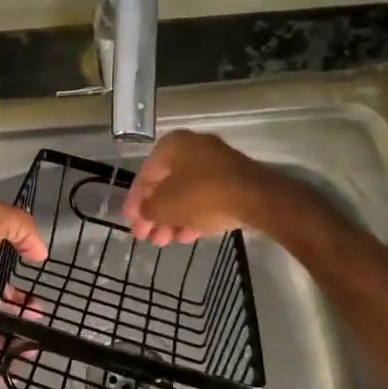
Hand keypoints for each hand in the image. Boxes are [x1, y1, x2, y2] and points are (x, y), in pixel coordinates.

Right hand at [122, 130, 264, 245]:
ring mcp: (216, 164)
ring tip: (166, 242)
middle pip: (166, 186)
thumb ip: (146, 209)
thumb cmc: (200, 195)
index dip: (134, 203)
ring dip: (173, 219)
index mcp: (171, 145)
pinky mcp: (234, 181)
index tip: (131, 225)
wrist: (256, 198)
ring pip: (186, 194)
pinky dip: (194, 215)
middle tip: (148, 238)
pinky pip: (206, 198)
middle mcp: (192, 148)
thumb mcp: (164, 206)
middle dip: (155, 215)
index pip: (144, 176)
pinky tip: (188, 237)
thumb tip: (144, 212)